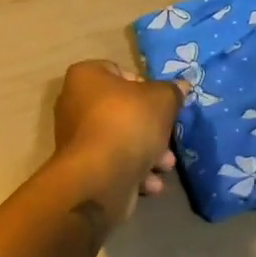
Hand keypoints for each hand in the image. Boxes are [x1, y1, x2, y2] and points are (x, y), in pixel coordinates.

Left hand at [50, 61, 182, 228]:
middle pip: (123, 110)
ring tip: (165, 165)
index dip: (145, 86)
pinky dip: (133, 172)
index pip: (120, 72)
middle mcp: (74, 103)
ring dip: (147, 153)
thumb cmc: (127, 124)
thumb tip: (180, 86)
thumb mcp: (161, 100)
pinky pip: (112, 163)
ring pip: (120, 139)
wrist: (97, 177)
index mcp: (86, 77)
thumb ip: (172, 92)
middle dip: (151, 127)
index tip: (162, 104)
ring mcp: (76, 138)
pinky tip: (150, 184)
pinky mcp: (82, 168)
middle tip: (169, 139)